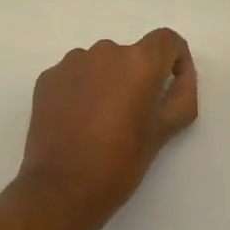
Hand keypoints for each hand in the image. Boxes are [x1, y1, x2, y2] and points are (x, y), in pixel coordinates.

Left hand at [17, 29, 198, 223]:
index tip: (171, 85)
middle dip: (138, 77)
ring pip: (100, 64)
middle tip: (134, 115)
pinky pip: (74, 75)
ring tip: (101, 121)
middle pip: (131, 54)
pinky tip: (77, 122)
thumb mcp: (164, 132)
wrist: (62, 188)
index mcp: (138, 62)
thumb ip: (182, 96)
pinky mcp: (47, 78)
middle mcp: (104, 52)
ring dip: (107, 82)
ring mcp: (71, 63)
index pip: (166, 40)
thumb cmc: (121, 163)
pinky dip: (81, 90)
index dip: (175, 59)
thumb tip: (181, 76)